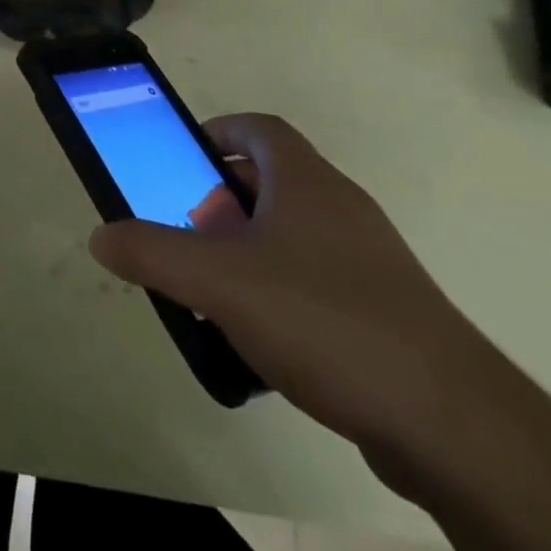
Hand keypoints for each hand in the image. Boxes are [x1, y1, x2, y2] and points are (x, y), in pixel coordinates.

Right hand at [89, 114, 494, 459]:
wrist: (450, 423)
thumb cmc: (324, 319)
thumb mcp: (220, 282)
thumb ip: (153, 253)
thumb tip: (100, 235)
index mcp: (306, 181)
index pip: (258, 127)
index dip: (216, 132)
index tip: (181, 159)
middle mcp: (340, 207)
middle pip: (270, 180)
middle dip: (220, 199)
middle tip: (185, 230)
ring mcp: (368, 260)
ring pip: (292, 235)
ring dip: (248, 250)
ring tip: (213, 290)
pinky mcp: (384, 311)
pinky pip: (315, 282)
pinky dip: (279, 293)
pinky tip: (260, 342)